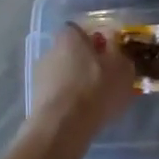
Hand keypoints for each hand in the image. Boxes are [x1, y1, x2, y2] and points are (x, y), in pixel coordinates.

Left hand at [29, 23, 137, 140]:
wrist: (62, 127)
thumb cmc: (95, 89)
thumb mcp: (121, 68)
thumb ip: (119, 51)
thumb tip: (114, 43)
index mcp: (69, 36)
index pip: (82, 30)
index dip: (97, 42)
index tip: (109, 56)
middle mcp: (51, 49)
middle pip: (73, 52)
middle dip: (87, 63)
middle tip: (106, 79)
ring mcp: (41, 75)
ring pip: (66, 74)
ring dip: (78, 83)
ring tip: (96, 101)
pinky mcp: (37, 99)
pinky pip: (59, 94)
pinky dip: (69, 101)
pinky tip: (82, 114)